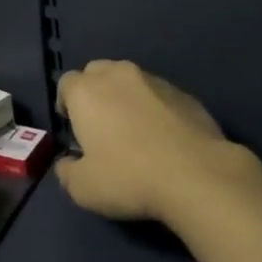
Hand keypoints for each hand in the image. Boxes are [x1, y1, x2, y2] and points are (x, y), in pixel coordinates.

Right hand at [55, 60, 261, 224]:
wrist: (196, 175)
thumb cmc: (129, 178)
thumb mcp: (84, 189)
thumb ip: (67, 172)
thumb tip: (67, 163)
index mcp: (86, 91)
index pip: (66, 84)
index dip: (66, 104)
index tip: (73, 128)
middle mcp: (116, 75)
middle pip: (96, 72)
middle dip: (94, 92)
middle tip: (101, 125)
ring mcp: (153, 80)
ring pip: (129, 79)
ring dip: (125, 97)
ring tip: (135, 130)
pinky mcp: (182, 92)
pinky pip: (158, 94)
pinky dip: (154, 107)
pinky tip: (163, 136)